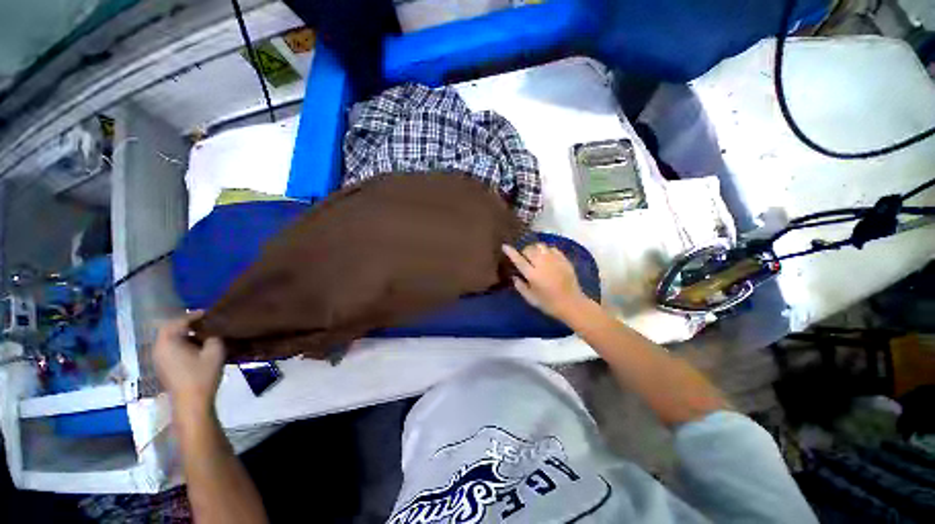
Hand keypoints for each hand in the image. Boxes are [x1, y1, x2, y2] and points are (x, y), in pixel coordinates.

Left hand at [153, 312, 225, 415]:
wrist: (191, 402)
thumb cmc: (202, 375)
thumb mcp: (215, 352)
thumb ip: (214, 336)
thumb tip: (214, 331)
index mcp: (168, 342)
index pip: (178, 321)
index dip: (194, 315)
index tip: (209, 313)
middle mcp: (158, 348)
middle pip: (169, 329)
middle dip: (187, 323)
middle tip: (205, 322)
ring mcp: (158, 359)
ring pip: (169, 339)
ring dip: (184, 334)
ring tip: (202, 333)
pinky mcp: (163, 366)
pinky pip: (170, 348)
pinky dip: (181, 343)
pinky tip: (195, 347)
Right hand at [502, 244, 590, 319]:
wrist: (572, 304)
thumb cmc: (549, 304)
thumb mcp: (531, 299)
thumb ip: (520, 287)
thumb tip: (514, 276)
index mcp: (532, 274)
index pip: (518, 259)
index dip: (511, 252)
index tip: (505, 246)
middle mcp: (542, 264)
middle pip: (529, 249)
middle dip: (524, 251)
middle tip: (524, 257)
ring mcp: (554, 260)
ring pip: (540, 246)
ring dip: (535, 249)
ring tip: (535, 255)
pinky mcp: (563, 259)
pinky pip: (552, 248)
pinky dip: (547, 250)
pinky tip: (547, 256)